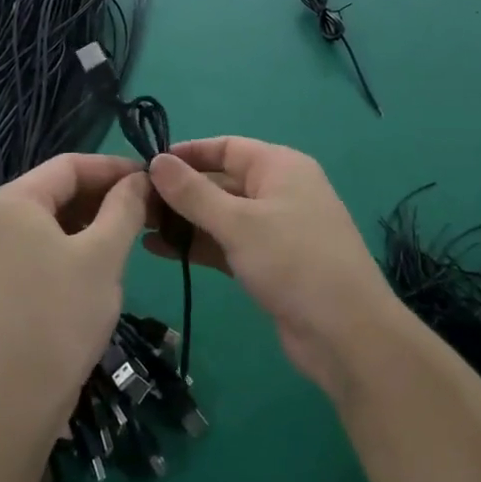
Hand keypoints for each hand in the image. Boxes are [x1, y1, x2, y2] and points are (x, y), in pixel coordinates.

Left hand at [0, 154, 149, 430]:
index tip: (154, 178)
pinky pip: (44, 244)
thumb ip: (125, 206)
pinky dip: (76, 244)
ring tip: (136, 230)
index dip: (115, 167)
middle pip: (60, 189)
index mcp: (12, 200)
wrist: (15, 399)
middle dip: (106, 194)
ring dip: (95, 220)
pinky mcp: (2, 279)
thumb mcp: (103, 254)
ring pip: (54, 219)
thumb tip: (141, 179)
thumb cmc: (61, 314)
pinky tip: (106, 259)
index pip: (70, 164)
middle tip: (151, 207)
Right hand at [147, 138, 398, 399]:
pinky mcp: (269, 262)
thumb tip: (156, 161)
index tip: (146, 165)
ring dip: (184, 220)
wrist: (346, 334)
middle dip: (179, 191)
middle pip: (221, 181)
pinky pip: (227, 243)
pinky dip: (198, 245)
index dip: (187, 153)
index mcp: (279, 166)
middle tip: (133, 203)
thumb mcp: (238, 223)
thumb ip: (193, 193)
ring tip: (137, 227)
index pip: (225, 147)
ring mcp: (274, 228)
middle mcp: (278, 190)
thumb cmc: (293, 262)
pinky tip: (159, 250)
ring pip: (221, 215)